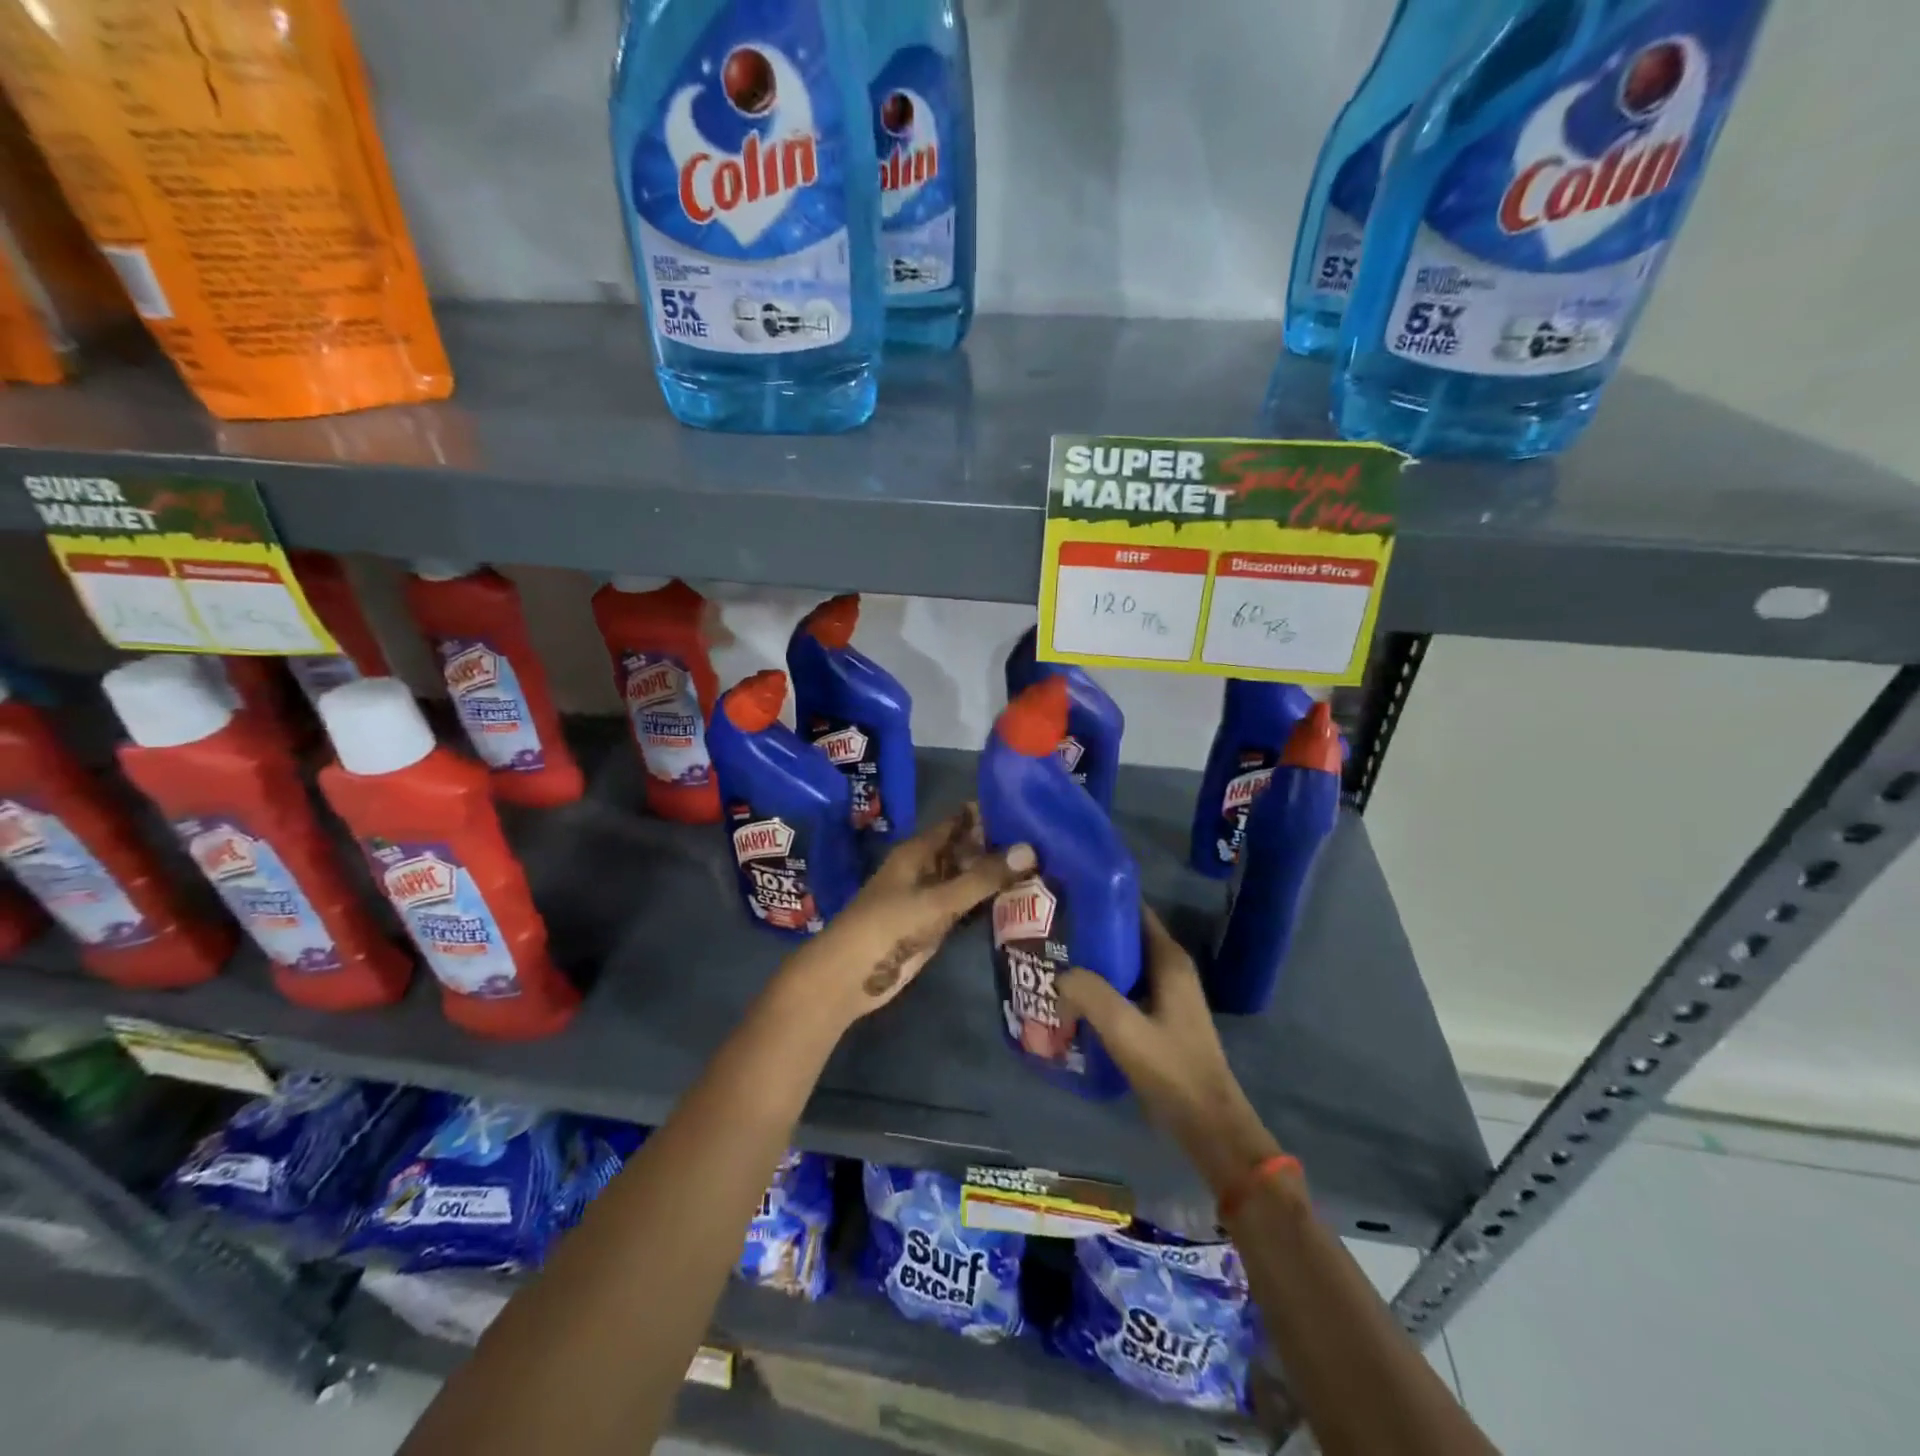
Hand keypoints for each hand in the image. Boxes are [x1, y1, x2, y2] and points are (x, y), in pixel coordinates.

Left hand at [786, 805, 1035, 1025]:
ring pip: (969, 878)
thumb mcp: (938, 900)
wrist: (851, 976)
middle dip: (1000, 846)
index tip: (1030, 808)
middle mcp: (927, 867)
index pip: (960, 821)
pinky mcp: (935, 924)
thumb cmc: (888, 927)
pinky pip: (967, 905)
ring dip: (997, 876)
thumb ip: (983, 877)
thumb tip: (1031, 849)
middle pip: (967, 849)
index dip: (990, 814)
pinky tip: (1021, 901)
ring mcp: (931, 897)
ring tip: (1045, 867)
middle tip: (1048, 841)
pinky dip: (989, 902)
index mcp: (920, 850)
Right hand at [1058, 908, 1282, 1196]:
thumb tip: (1061, 975)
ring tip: (1053, 961)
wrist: (1208, 1124)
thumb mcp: (1125, 1029)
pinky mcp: (1159, 1017)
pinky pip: (1124, 989)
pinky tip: (1072, 998)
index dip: (1101, 899)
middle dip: (1089, 932)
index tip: (1066, 895)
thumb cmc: (1171, 1070)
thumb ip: (1090, 993)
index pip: (1133, 910)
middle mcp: (1169, 968)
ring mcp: (1166, 994)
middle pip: (1124, 935)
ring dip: (1092, 962)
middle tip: (1049, 931)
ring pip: (1122, 964)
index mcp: (1168, 959)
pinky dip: (1100, 987)